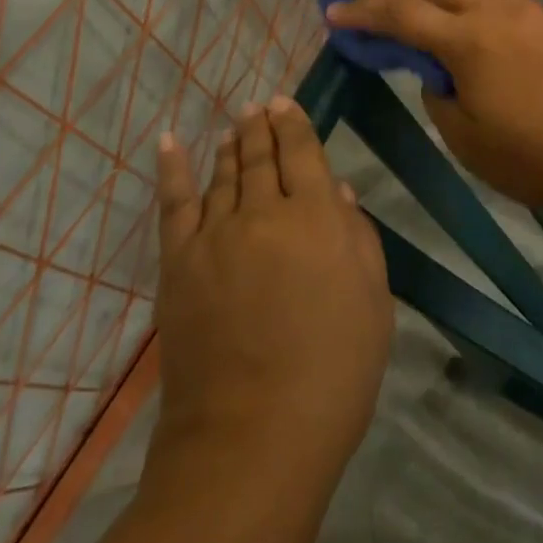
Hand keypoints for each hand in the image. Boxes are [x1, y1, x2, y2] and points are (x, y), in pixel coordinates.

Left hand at [150, 96, 392, 487]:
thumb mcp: (372, 304)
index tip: (285, 102)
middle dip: (260, 125)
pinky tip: (169, 142)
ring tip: (234, 128)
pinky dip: (172, 168)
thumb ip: (357, 238)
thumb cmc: (332, 375)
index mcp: (315, 217)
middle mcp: (262, 212)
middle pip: (259, 154)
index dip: (293, 122)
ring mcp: (214, 235)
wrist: (252, 440)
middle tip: (258, 106)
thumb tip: (336, 191)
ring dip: (229, 145)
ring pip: (222, 174)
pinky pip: (174, 203)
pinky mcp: (178, 263)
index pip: (301, 151)